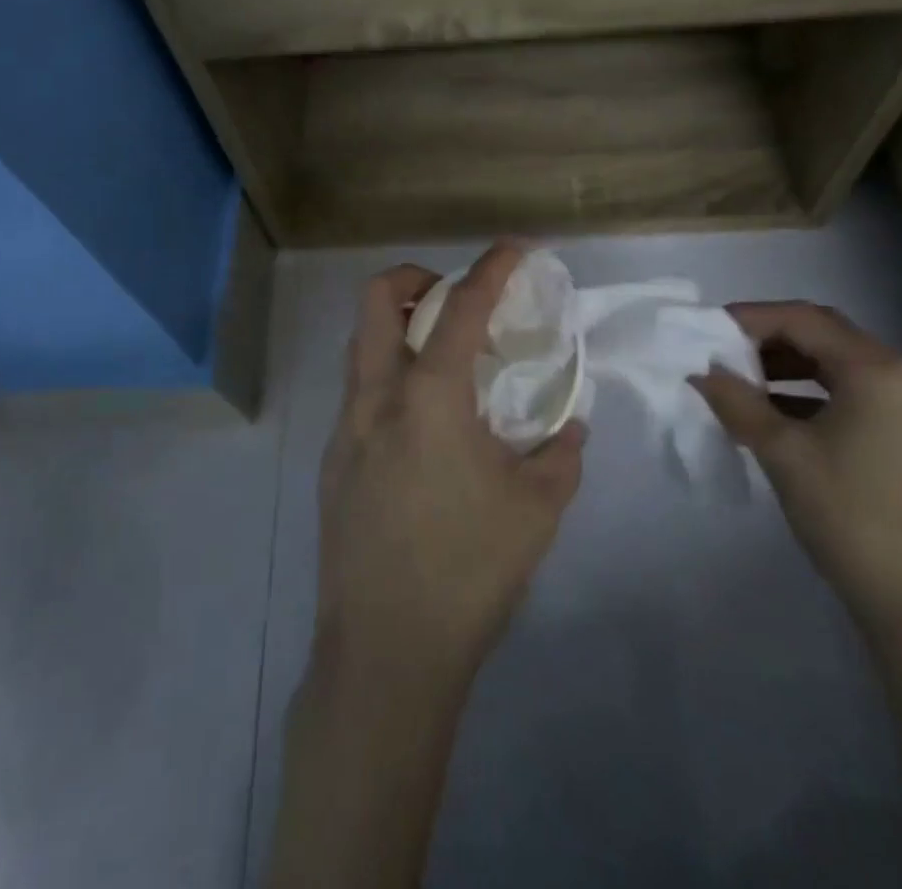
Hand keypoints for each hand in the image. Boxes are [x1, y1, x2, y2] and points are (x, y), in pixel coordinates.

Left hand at [314, 243, 586, 698]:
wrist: (385, 651)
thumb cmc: (467, 572)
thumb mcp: (536, 511)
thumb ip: (560, 454)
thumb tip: (569, 425)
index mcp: (428, 397)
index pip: (461, 308)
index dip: (491, 269)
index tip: (515, 249)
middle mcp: (376, 397)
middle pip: (376, 299)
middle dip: (416, 278)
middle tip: (455, 298)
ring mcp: (345, 427)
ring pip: (360, 344)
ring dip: (397, 327)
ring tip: (442, 357)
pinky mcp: (332, 460)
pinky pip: (358, 391)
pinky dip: (388, 376)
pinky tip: (421, 425)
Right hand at [695, 302, 901, 639]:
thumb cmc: (851, 516)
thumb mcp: (782, 452)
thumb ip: (737, 402)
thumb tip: (702, 372)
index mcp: (879, 369)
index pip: (802, 320)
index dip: (748, 318)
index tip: (704, 332)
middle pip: (822, 336)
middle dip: (766, 340)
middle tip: (718, 354)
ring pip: (835, 366)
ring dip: (785, 368)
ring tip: (738, 384)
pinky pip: (850, 394)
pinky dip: (807, 394)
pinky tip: (772, 415)